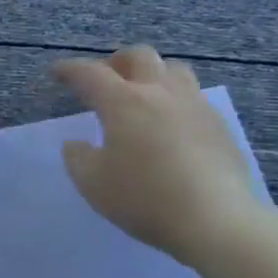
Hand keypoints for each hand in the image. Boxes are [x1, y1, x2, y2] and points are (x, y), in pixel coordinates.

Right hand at [53, 46, 269, 268]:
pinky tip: (172, 126)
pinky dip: (176, 101)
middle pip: (139, 56)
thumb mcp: (93, 184)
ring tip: (144, 96)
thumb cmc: (145, 199)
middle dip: (116, 62)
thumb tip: (77, 144)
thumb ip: (78, 158)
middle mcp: (160, 93)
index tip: (57, 72)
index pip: (90, 73)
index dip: (69, 69)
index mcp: (123, 102)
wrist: (217, 221)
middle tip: (105, 81)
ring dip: (153, 75)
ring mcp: (195, 106)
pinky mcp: (219, 126)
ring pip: (174, 70)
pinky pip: (194, 97)